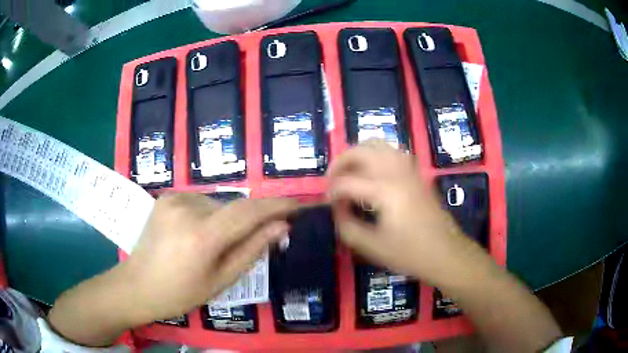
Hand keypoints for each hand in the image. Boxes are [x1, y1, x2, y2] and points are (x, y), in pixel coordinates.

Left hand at [121, 193, 296, 323]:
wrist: (137, 285)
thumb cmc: (180, 293)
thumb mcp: (221, 280)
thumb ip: (252, 250)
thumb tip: (281, 227)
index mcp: (202, 235)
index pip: (249, 211)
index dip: (278, 205)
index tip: (299, 205)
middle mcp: (188, 208)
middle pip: (233, 207)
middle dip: (248, 221)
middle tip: (245, 244)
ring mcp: (174, 198)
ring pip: (217, 204)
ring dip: (225, 220)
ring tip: (212, 246)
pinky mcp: (166, 196)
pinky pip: (200, 202)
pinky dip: (208, 216)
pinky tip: (195, 235)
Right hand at [328, 140, 475, 283]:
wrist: (446, 253)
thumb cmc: (411, 254)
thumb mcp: (373, 247)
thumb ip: (348, 228)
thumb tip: (337, 211)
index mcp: (385, 191)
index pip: (347, 182)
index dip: (332, 193)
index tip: (327, 205)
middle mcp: (396, 173)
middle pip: (361, 151)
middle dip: (340, 162)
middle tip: (332, 180)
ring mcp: (409, 170)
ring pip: (378, 145)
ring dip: (358, 154)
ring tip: (350, 172)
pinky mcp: (416, 174)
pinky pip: (392, 152)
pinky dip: (376, 155)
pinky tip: (373, 173)